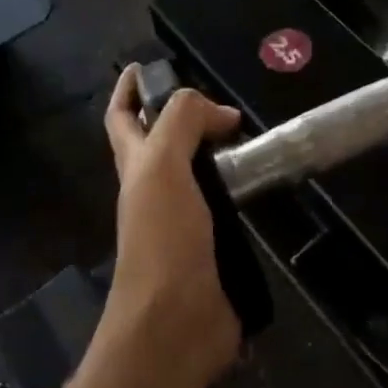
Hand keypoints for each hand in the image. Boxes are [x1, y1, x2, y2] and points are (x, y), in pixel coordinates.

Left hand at [101, 66, 242, 384]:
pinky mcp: (215, 245)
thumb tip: (222, 114)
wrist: (177, 322)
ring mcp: (184, 220)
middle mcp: (155, 190)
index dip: (128, 89)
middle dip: (180, 116)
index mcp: (136, 166)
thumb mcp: (163, 165)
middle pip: (160, 142)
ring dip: (218, 152)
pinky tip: (266, 182)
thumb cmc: (162, 238)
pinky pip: (228, 206)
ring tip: (253, 134)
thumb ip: (183, 123)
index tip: (145, 65)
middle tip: (220, 99)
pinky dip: (242, 189)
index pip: (122, 118)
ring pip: (198, 173)